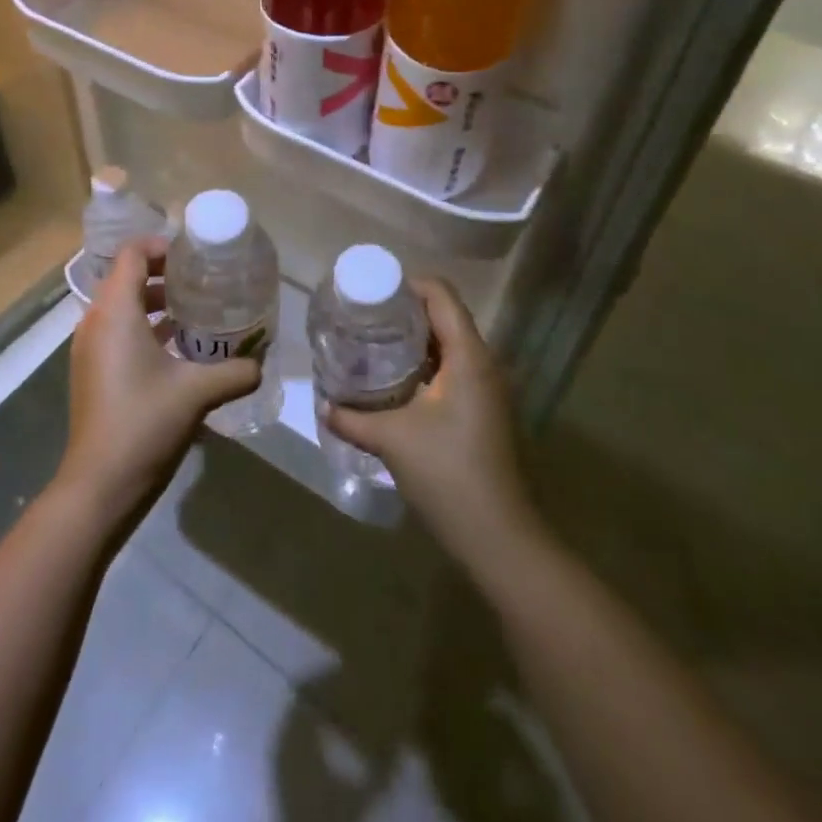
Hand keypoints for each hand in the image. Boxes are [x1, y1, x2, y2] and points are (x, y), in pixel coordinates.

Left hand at [54, 237, 260, 526]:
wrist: (100, 483)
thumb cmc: (145, 423)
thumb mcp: (198, 392)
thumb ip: (236, 371)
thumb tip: (261, 363)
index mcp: (115, 312)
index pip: (132, 254)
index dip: (161, 246)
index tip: (195, 255)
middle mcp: (95, 321)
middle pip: (126, 278)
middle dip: (164, 274)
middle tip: (203, 281)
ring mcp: (89, 348)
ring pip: (121, 307)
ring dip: (155, 303)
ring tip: (196, 312)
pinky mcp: (91, 371)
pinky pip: (117, 332)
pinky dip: (144, 328)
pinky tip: (178, 349)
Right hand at [327, 278, 539, 573]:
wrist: (498, 537)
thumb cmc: (447, 474)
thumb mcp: (392, 439)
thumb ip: (352, 418)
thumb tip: (323, 404)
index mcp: (468, 356)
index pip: (441, 295)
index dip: (406, 284)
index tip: (370, 292)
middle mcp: (483, 363)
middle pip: (444, 316)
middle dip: (404, 312)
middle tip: (363, 317)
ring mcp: (487, 389)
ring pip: (448, 345)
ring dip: (414, 340)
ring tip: (372, 343)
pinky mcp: (483, 410)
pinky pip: (452, 369)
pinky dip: (424, 364)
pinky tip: (394, 380)